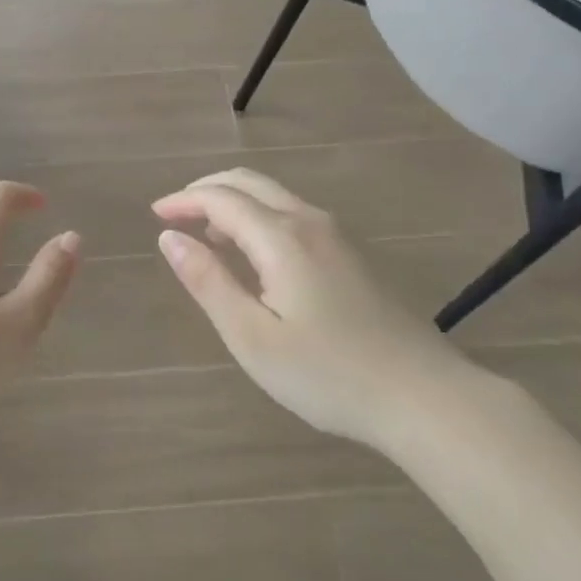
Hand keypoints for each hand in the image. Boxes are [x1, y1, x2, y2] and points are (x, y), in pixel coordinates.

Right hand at [152, 169, 470, 449]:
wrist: (425, 397)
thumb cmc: (328, 374)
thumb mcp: (252, 336)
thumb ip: (208, 281)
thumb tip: (169, 238)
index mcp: (281, 237)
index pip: (221, 199)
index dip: (184, 201)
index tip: (156, 215)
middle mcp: (310, 222)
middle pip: (249, 182)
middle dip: (206, 190)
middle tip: (175, 213)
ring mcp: (337, 236)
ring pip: (275, 197)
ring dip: (235, 203)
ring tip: (208, 235)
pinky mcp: (353, 255)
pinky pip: (294, 215)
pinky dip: (260, 217)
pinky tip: (255, 255)